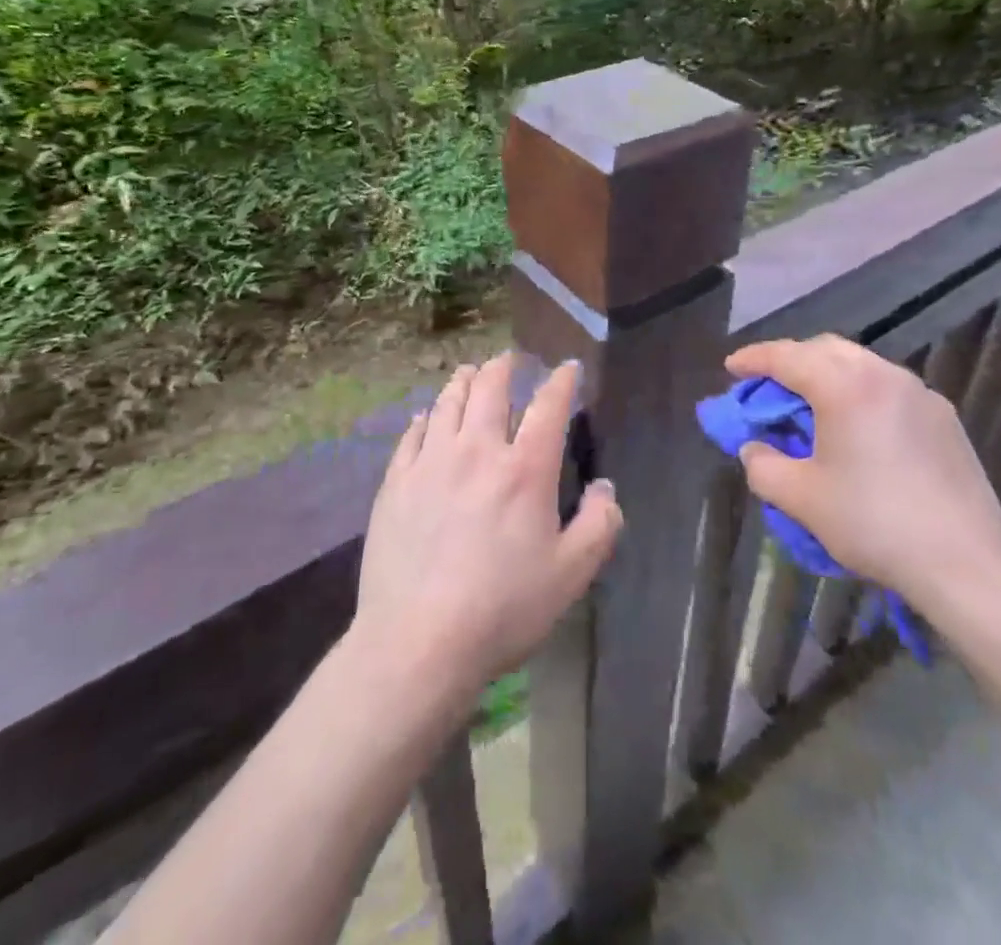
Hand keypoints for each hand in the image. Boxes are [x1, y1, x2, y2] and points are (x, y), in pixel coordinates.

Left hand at [350, 353, 622, 704]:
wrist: (417, 642)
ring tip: (471, 372)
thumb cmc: (503, 609)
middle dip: (505, 366)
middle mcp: (477, 450)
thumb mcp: (571, 574)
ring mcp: (430, 463)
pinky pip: (412, 434)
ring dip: (464, 380)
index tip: (567, 368)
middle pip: (491, 388)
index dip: (561, 381)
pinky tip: (427, 417)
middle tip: (511, 359)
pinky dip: (426, 418)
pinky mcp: (396, 483)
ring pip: (448, 402)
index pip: (549, 406)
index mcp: (525, 469)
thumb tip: (604, 487)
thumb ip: (599, 524)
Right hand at [726, 334, 1000, 624]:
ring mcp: (919, 393)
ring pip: (860, 364)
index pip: (787, 356)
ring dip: (826, 375)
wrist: (966, 562)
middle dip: (790, 360)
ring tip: (810, 407)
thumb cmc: (873, 524)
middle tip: (767, 387)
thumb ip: (762, 465)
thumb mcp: (800, 498)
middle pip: (825, 349)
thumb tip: (755, 447)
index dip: (753, 358)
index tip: (730, 367)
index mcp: (845, 386)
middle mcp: (883, 375)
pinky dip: (858, 392)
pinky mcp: (943, 416)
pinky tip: (856, 429)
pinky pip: (887, 388)